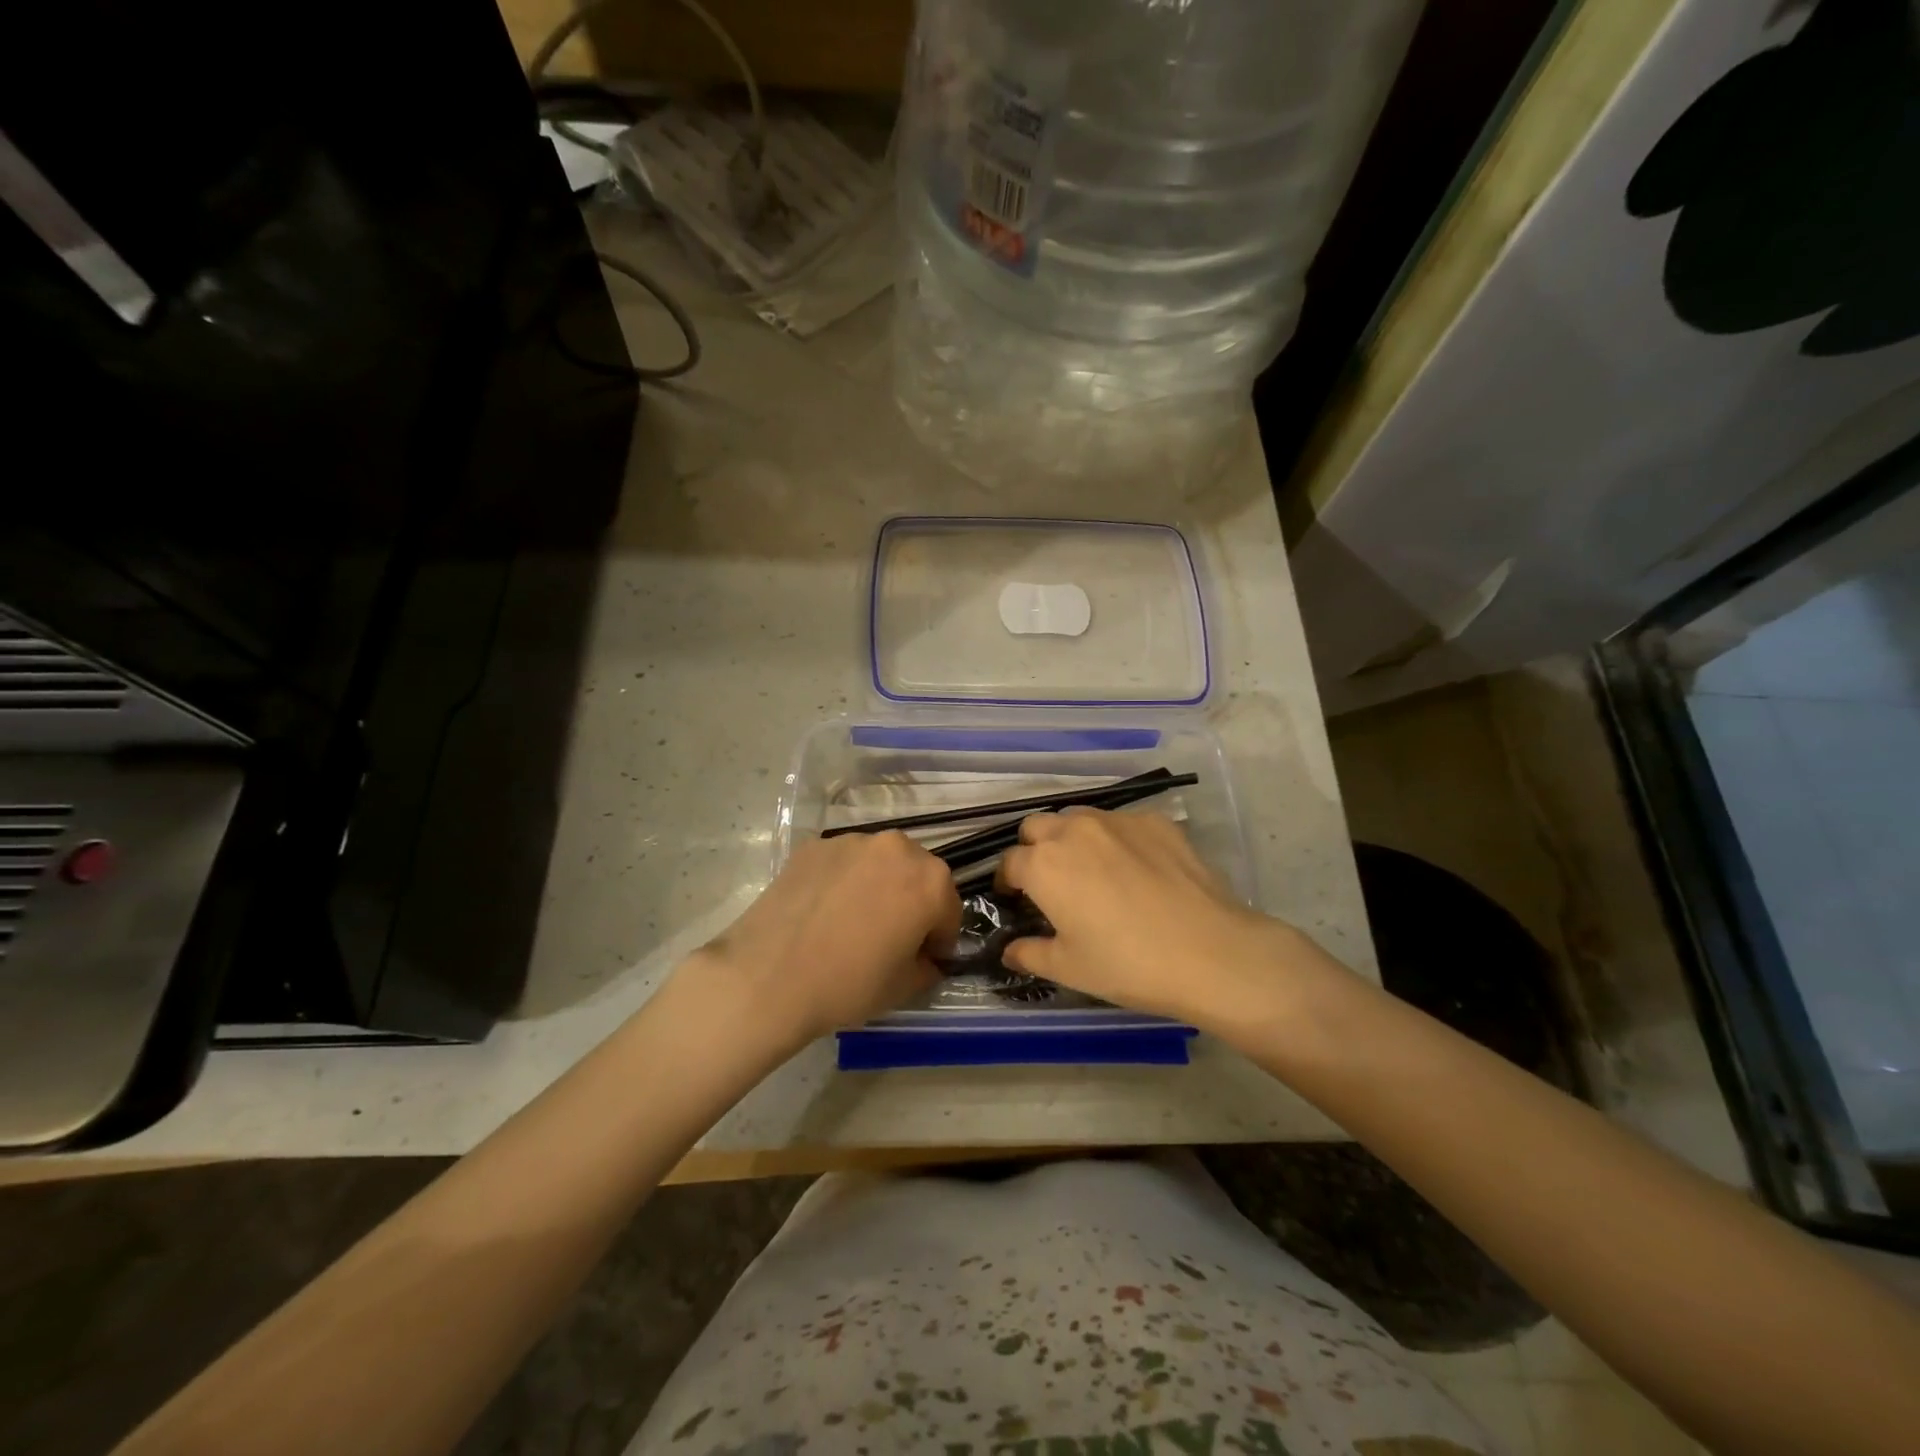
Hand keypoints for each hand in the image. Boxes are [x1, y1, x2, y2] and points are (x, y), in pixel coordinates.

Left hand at [689, 831, 959, 1048]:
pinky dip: (842, 881)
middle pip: (917, 875)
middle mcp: (896, 848)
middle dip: (911, 902)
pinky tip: (822, 912)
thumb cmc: (847, 985)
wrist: (767, 978)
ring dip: (878, 886)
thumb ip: (928, 966)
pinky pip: (843, 863)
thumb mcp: (904, 987)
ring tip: (852, 922)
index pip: (949, 909)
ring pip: (879, 864)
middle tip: (889, 938)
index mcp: (930, 880)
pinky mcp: (814, 846)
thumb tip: (926, 958)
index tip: (922, 959)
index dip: (938, 939)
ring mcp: (851, 841)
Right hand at [997, 809, 1328, 1030]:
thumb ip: (1029, 954)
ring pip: (1078, 818)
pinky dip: (1116, 840)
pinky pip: (1121, 823)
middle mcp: (1073, 830)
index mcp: (1043, 865)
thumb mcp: (1069, 968)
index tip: (1016, 900)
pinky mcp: (1155, 821)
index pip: (1009, 863)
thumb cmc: (1127, 965)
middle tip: (1050, 882)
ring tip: (1091, 870)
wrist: (1209, 953)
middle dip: (1034, 849)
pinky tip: (1136, 870)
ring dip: (1072, 838)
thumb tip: (1009, 951)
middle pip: (1036, 827)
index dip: (1007, 882)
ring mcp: (1117, 821)